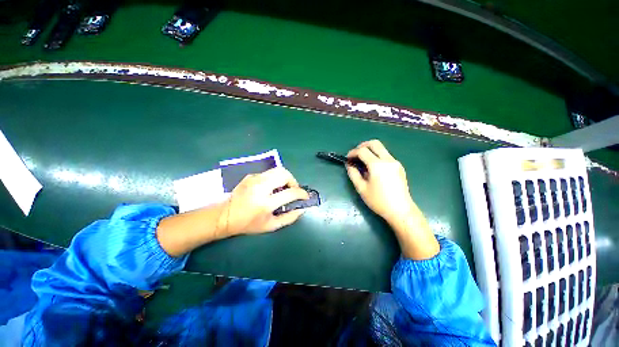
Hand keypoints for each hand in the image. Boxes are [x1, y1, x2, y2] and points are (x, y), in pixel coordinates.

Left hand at [221, 167, 309, 235]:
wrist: (225, 215)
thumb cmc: (248, 224)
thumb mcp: (271, 226)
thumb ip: (289, 218)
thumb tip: (302, 208)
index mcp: (265, 203)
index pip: (290, 192)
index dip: (302, 194)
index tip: (305, 196)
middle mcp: (260, 187)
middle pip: (285, 174)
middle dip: (294, 181)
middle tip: (293, 190)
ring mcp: (255, 179)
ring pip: (278, 170)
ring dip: (286, 178)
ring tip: (284, 188)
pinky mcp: (251, 175)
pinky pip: (269, 173)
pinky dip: (275, 179)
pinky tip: (272, 188)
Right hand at [346, 140, 438, 259]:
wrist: (401, 210)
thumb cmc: (379, 201)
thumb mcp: (361, 188)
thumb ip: (353, 174)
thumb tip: (349, 164)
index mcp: (377, 165)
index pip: (362, 151)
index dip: (353, 152)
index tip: (348, 158)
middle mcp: (388, 160)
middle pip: (374, 143)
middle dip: (362, 146)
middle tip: (355, 154)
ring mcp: (395, 162)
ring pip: (381, 149)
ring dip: (370, 151)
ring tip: (363, 162)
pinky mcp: (399, 167)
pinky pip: (386, 156)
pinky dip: (377, 156)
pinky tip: (373, 168)